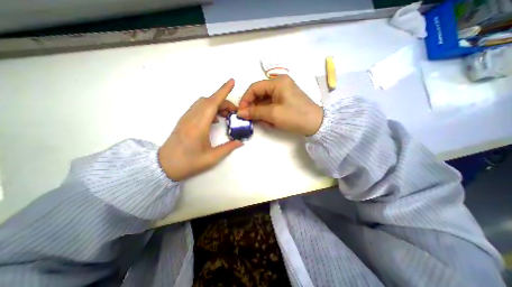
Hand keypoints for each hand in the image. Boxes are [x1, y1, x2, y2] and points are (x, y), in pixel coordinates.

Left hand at [159, 80, 241, 179]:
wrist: (164, 166)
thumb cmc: (188, 163)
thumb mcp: (211, 158)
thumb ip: (228, 148)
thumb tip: (240, 142)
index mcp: (198, 126)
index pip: (212, 103)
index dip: (223, 91)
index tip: (232, 82)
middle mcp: (191, 118)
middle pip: (209, 101)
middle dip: (224, 101)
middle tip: (234, 112)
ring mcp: (186, 118)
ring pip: (203, 102)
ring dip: (216, 104)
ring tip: (226, 115)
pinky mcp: (184, 120)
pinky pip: (199, 108)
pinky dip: (210, 108)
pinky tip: (215, 120)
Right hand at [238, 75, 320, 135]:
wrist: (316, 124)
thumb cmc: (295, 116)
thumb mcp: (273, 114)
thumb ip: (255, 112)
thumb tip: (240, 113)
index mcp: (277, 82)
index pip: (254, 88)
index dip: (246, 100)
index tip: (241, 112)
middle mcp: (280, 84)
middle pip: (259, 94)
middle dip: (254, 108)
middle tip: (250, 119)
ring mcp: (283, 93)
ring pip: (265, 101)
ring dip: (261, 112)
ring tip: (263, 123)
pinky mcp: (286, 101)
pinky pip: (272, 105)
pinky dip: (268, 114)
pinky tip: (270, 122)